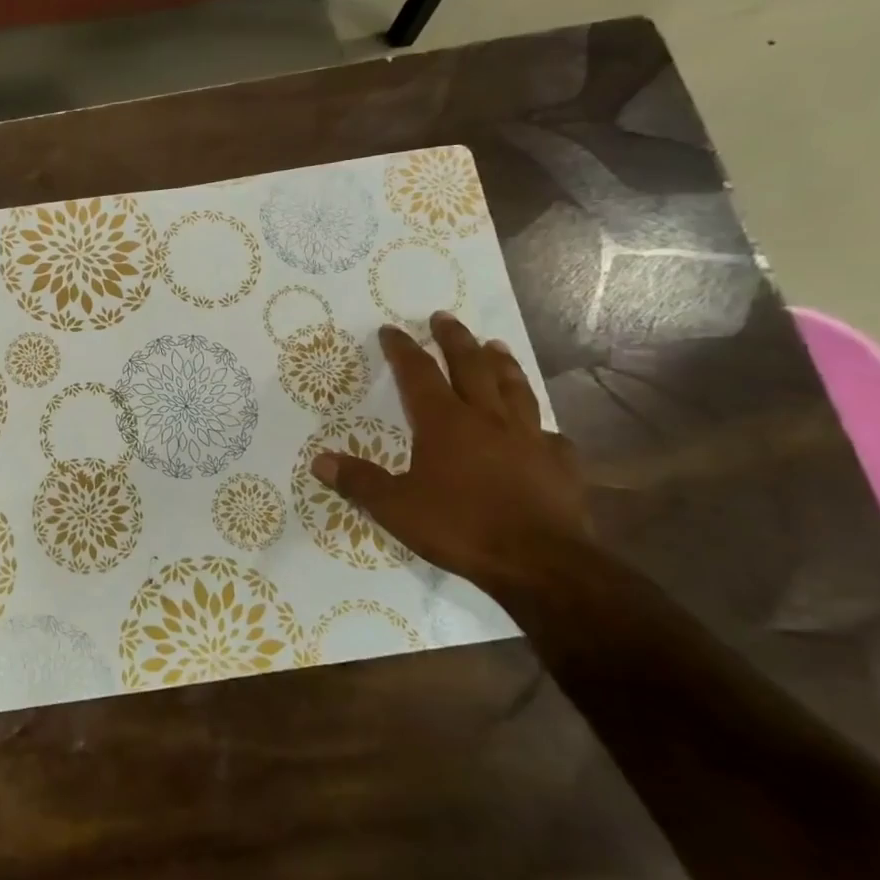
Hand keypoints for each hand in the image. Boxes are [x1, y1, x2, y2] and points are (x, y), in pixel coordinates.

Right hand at [310, 312, 588, 590]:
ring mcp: (529, 437)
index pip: (418, 373)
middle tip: (444, 317)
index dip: (403, 349)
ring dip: (502, 363)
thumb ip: (359, 481)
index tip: (391, 330)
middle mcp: (488, 419)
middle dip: (455, 339)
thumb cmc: (461, 528)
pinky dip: (539, 423)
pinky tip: (540, 428)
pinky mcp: (560, 462)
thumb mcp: (396, 508)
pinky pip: (549, 433)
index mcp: (445, 423)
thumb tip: (319, 461)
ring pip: (515, 388)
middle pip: (471, 366)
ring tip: (495, 345)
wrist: (540, 562)